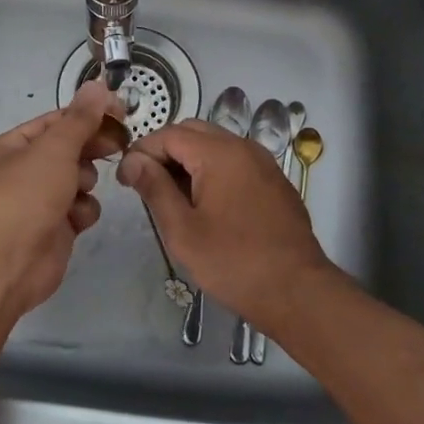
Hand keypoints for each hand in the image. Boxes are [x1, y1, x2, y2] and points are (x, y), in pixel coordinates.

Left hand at [0, 79, 125, 323]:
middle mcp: (18, 173)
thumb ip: (80, 118)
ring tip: (79, 188)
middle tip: (118, 143)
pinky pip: (78, 210)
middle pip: (66, 150)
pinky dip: (82, 212)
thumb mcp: (53, 148)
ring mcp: (35, 204)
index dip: (86, 115)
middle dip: (89, 148)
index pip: (53, 122)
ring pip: (76, 179)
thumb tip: (97, 85)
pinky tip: (76, 219)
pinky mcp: (52, 232)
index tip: (119, 112)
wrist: (3, 267)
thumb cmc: (22, 196)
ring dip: (84, 181)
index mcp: (7, 148)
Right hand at [117, 119, 334, 332]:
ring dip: (188, 159)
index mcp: (219, 153)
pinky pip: (235, 160)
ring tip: (171, 194)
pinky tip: (205, 202)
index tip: (126, 179)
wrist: (298, 291)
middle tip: (145, 183)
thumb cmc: (234, 263)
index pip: (170, 134)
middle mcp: (243, 147)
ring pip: (215, 144)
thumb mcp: (183, 230)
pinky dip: (212, 169)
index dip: (142, 151)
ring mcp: (263, 162)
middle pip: (193, 132)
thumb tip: (133, 160)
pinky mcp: (273, 180)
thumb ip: (155, 188)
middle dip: (164, 151)